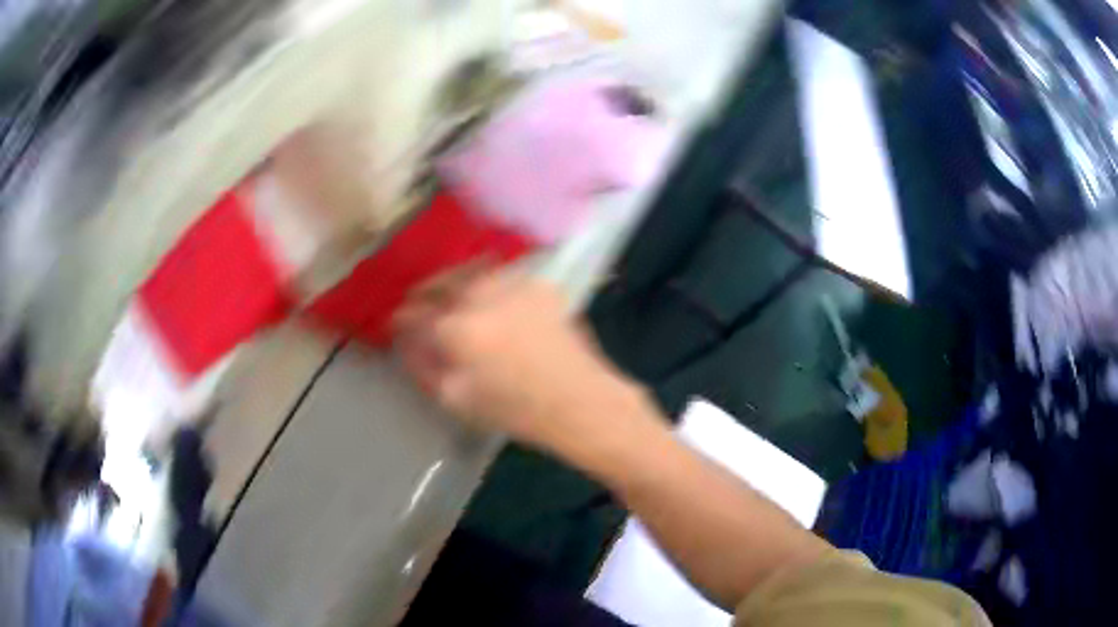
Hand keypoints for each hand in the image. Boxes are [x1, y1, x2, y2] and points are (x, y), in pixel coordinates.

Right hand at [392, 266, 643, 453]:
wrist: (579, 400)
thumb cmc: (516, 410)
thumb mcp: (457, 399)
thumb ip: (425, 365)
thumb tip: (408, 341)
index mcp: (458, 330)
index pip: (415, 315)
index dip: (401, 318)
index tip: (397, 322)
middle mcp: (483, 298)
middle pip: (440, 282)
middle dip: (424, 292)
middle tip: (417, 303)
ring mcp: (514, 285)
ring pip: (470, 272)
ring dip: (453, 280)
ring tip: (448, 293)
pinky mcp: (540, 284)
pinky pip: (502, 276)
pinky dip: (487, 283)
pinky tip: (487, 297)